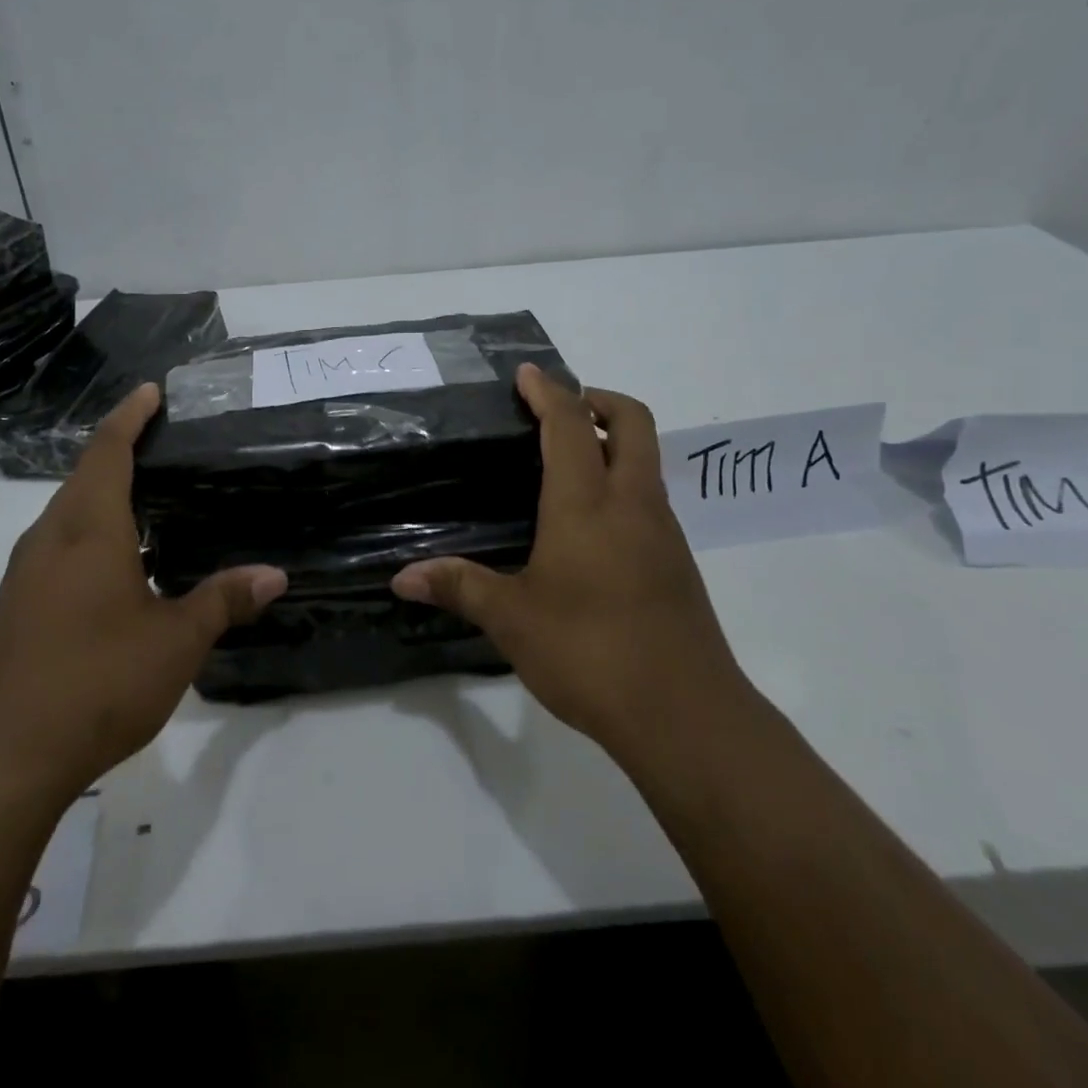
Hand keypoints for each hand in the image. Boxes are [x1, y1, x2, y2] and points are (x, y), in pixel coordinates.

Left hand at [0, 384, 286, 802]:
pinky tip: (122, 559)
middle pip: (84, 475)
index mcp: (88, 531)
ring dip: (104, 492)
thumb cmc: (96, 683)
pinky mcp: (18, 605)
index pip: (107, 451)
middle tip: (167, 442)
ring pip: (69, 512)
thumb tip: (275, 575)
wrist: (2, 760)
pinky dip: (92, 529)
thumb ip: (224, 600)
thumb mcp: (176, 641)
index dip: (129, 417)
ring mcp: (27, 574)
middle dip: (120, 450)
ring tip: (152, 494)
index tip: (151, 391)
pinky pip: (60, 544)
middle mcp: (50, 539)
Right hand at [391, 365, 751, 762]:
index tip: (527, 373)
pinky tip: (592, 527)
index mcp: (587, 504)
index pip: (570, 426)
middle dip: (599, 400)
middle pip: (632, 422)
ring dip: (614, 442)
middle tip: (560, 410)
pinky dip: (624, 484)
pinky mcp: (678, 563)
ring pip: (647, 460)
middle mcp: (632, 504)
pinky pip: (650, 498)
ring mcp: (663, 532)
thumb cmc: (590, 652)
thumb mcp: (513, 620)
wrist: (685, 714)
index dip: (548, 392)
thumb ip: (459, 588)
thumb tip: (402, 578)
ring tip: (568, 465)